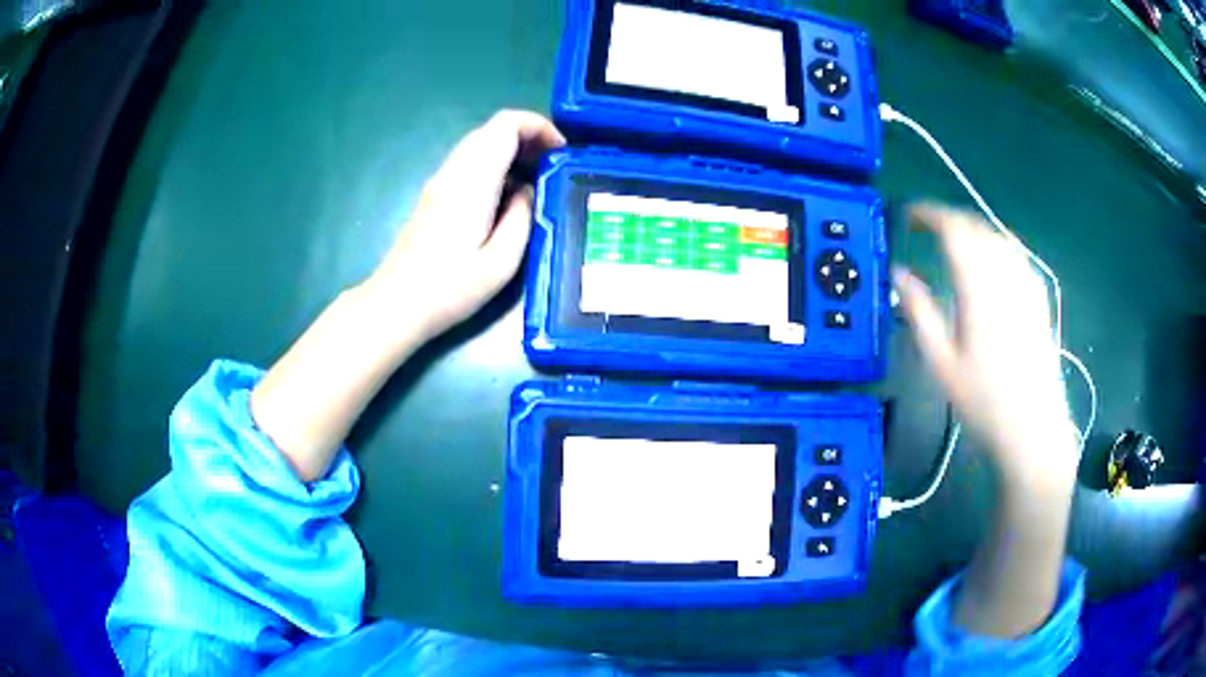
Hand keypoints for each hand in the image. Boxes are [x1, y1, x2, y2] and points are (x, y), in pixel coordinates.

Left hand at [361, 110, 564, 346]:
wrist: (396, 304)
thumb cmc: (449, 289)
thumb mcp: (501, 262)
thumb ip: (522, 217)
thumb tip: (527, 191)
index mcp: (472, 181)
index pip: (506, 125)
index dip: (539, 126)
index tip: (561, 153)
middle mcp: (454, 172)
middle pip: (493, 129)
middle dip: (530, 138)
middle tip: (553, 167)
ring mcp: (440, 182)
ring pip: (481, 145)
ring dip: (513, 152)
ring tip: (536, 182)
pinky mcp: (434, 196)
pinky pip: (470, 164)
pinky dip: (496, 167)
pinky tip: (507, 199)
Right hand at [894, 204, 1078, 490]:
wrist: (1033, 430)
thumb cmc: (983, 402)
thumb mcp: (941, 363)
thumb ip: (919, 312)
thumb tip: (898, 273)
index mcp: (980, 287)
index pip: (954, 229)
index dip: (929, 214)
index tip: (908, 215)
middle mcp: (1006, 275)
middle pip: (977, 226)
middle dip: (949, 219)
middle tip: (926, 228)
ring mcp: (1027, 285)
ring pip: (998, 236)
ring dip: (972, 229)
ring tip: (954, 241)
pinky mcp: (1039, 299)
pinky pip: (1015, 253)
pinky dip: (995, 244)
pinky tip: (990, 261)